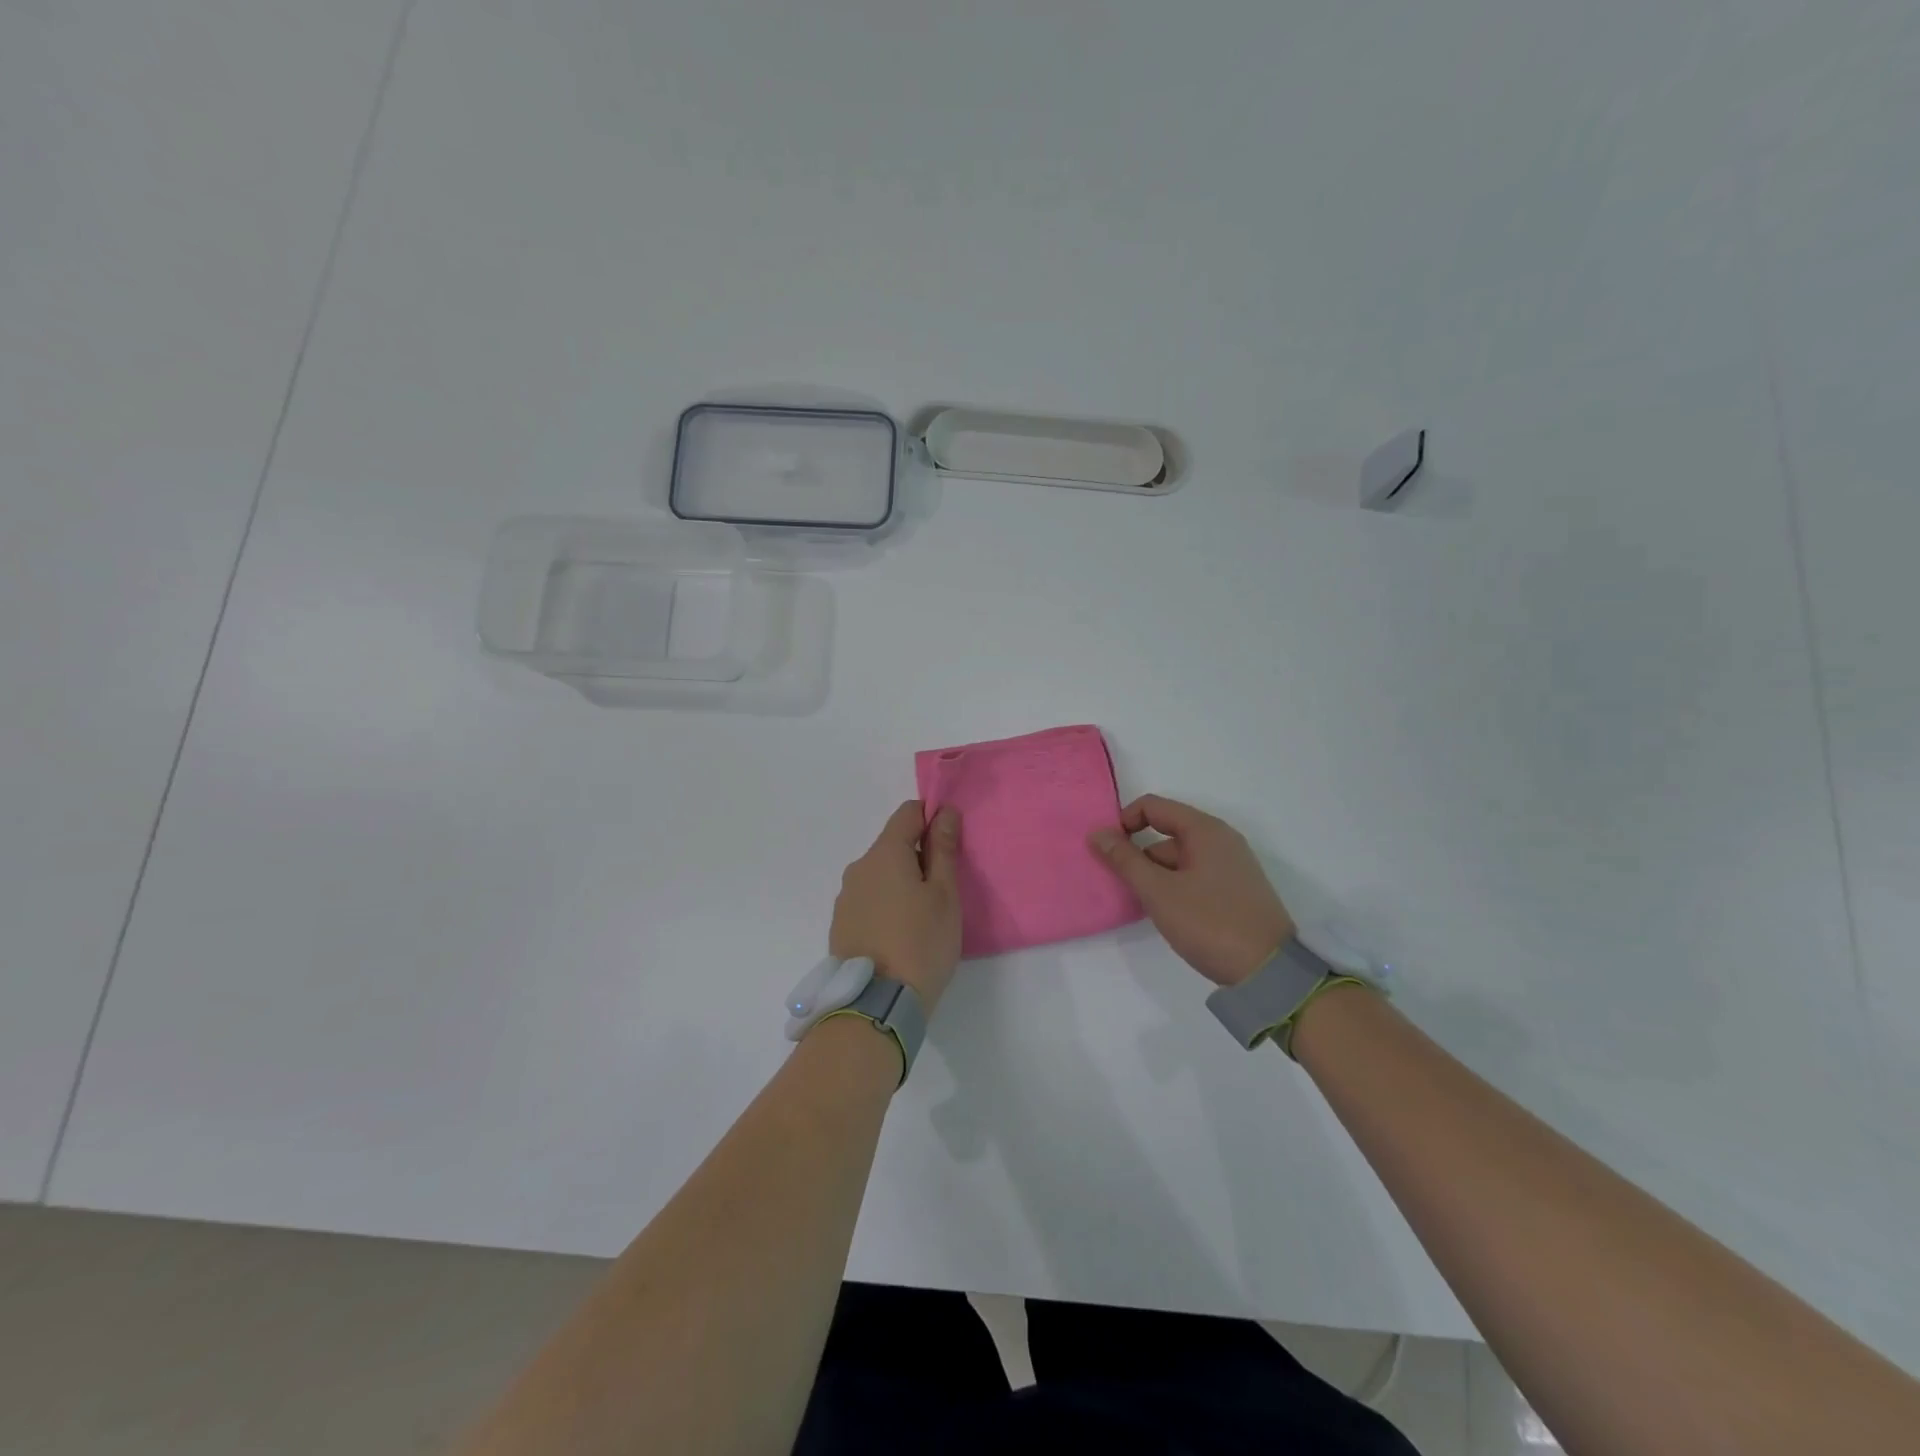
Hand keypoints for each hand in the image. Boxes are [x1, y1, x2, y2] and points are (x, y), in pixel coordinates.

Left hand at [830, 801, 962, 1012]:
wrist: (877, 1004)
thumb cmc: (922, 943)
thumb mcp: (944, 895)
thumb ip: (944, 849)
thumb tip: (944, 812)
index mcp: (884, 854)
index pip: (908, 813)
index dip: (932, 818)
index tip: (950, 845)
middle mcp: (858, 868)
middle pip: (893, 844)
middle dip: (919, 856)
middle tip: (943, 891)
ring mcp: (845, 897)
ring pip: (880, 874)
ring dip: (901, 882)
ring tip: (921, 918)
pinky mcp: (840, 923)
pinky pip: (868, 899)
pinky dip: (886, 904)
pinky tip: (899, 934)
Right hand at [1088, 794, 1294, 986]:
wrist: (1270, 971)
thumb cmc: (1210, 923)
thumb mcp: (1158, 891)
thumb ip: (1125, 860)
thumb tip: (1097, 833)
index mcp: (1204, 830)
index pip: (1153, 806)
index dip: (1124, 823)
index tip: (1108, 852)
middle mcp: (1221, 839)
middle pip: (1166, 832)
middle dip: (1139, 854)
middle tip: (1122, 886)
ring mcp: (1232, 865)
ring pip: (1180, 857)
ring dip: (1156, 874)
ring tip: (1144, 906)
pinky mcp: (1236, 889)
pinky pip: (1195, 875)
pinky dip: (1175, 886)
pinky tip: (1169, 913)